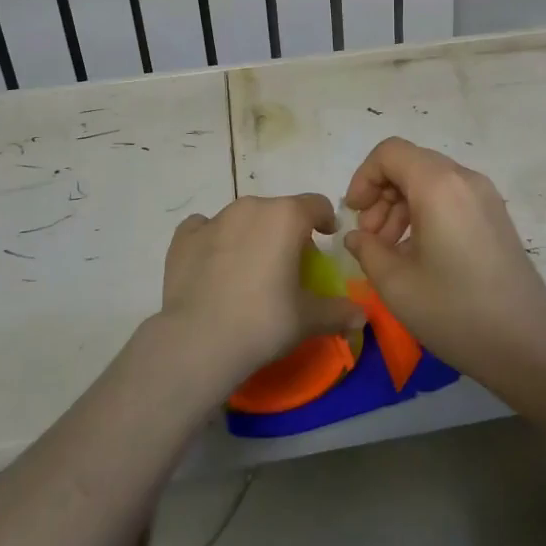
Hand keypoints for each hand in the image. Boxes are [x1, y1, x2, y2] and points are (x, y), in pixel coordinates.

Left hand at [160, 194, 365, 383]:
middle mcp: (251, 206)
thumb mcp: (308, 319)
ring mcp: (214, 219)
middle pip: (279, 210)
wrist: (198, 341)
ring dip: (252, 234)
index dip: (325, 220)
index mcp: (286, 216)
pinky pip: (205, 228)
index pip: (316, 204)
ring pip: (243, 218)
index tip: (326, 239)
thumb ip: (338, 311)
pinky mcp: (184, 237)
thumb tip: (362, 316)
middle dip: (287, 231)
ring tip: (251, 269)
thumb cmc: (263, 321)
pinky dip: (213, 240)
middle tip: (289, 265)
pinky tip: (214, 265)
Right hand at [343, 138, 545, 382]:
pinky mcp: (495, 216)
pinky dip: (426, 213)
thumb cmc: (455, 311)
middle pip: (410, 164)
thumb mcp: (396, 284)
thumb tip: (357, 236)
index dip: (363, 178)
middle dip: (381, 195)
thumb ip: (366, 250)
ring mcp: (485, 196)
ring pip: (430, 181)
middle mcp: (464, 179)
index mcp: (438, 185)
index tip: (354, 215)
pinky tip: (418, 255)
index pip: (390, 153)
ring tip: (390, 251)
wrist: (528, 343)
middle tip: (370, 239)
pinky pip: (450, 197)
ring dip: (402, 206)